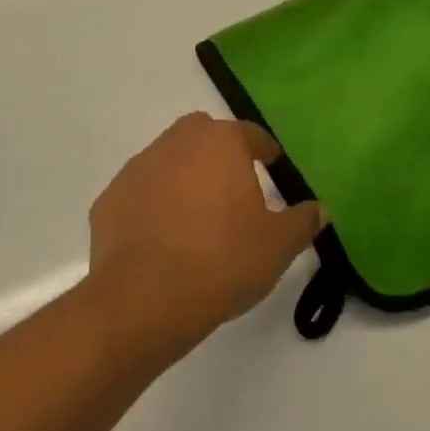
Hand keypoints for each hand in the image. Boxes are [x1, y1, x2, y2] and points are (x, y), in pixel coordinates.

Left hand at [86, 113, 322, 347]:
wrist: (145, 296)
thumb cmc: (223, 260)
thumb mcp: (277, 246)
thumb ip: (302, 222)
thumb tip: (319, 209)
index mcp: (221, 143)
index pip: (250, 134)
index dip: (264, 149)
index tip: (273, 165)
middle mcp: (176, 143)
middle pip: (203, 135)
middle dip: (219, 152)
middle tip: (233, 186)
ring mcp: (138, 168)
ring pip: (167, 159)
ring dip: (183, 176)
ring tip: (196, 216)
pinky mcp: (110, 197)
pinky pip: (140, 192)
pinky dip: (152, 205)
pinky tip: (162, 238)